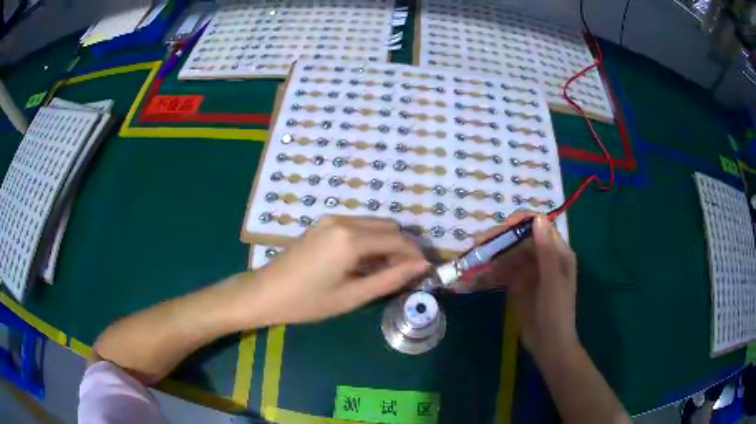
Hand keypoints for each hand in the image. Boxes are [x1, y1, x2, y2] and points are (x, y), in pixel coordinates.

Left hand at [243, 216, 428, 325]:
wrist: (266, 292)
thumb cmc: (308, 301)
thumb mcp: (353, 296)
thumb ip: (390, 278)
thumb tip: (421, 266)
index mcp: (350, 239)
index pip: (397, 239)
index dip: (415, 254)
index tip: (425, 270)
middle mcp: (343, 220)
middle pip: (387, 226)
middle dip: (401, 246)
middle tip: (404, 273)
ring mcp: (331, 219)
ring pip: (373, 224)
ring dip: (386, 242)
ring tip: (385, 271)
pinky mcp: (322, 223)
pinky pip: (357, 226)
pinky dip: (369, 240)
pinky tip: (364, 262)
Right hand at [476, 212, 578, 360]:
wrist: (548, 344)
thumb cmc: (556, 311)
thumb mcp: (552, 281)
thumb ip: (546, 251)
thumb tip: (537, 218)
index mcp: (557, 252)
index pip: (539, 227)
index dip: (521, 222)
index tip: (502, 227)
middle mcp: (543, 257)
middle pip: (520, 239)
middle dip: (501, 239)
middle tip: (479, 244)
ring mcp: (529, 271)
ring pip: (509, 255)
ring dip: (491, 255)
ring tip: (473, 259)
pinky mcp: (517, 285)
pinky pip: (502, 273)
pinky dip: (490, 273)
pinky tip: (476, 277)